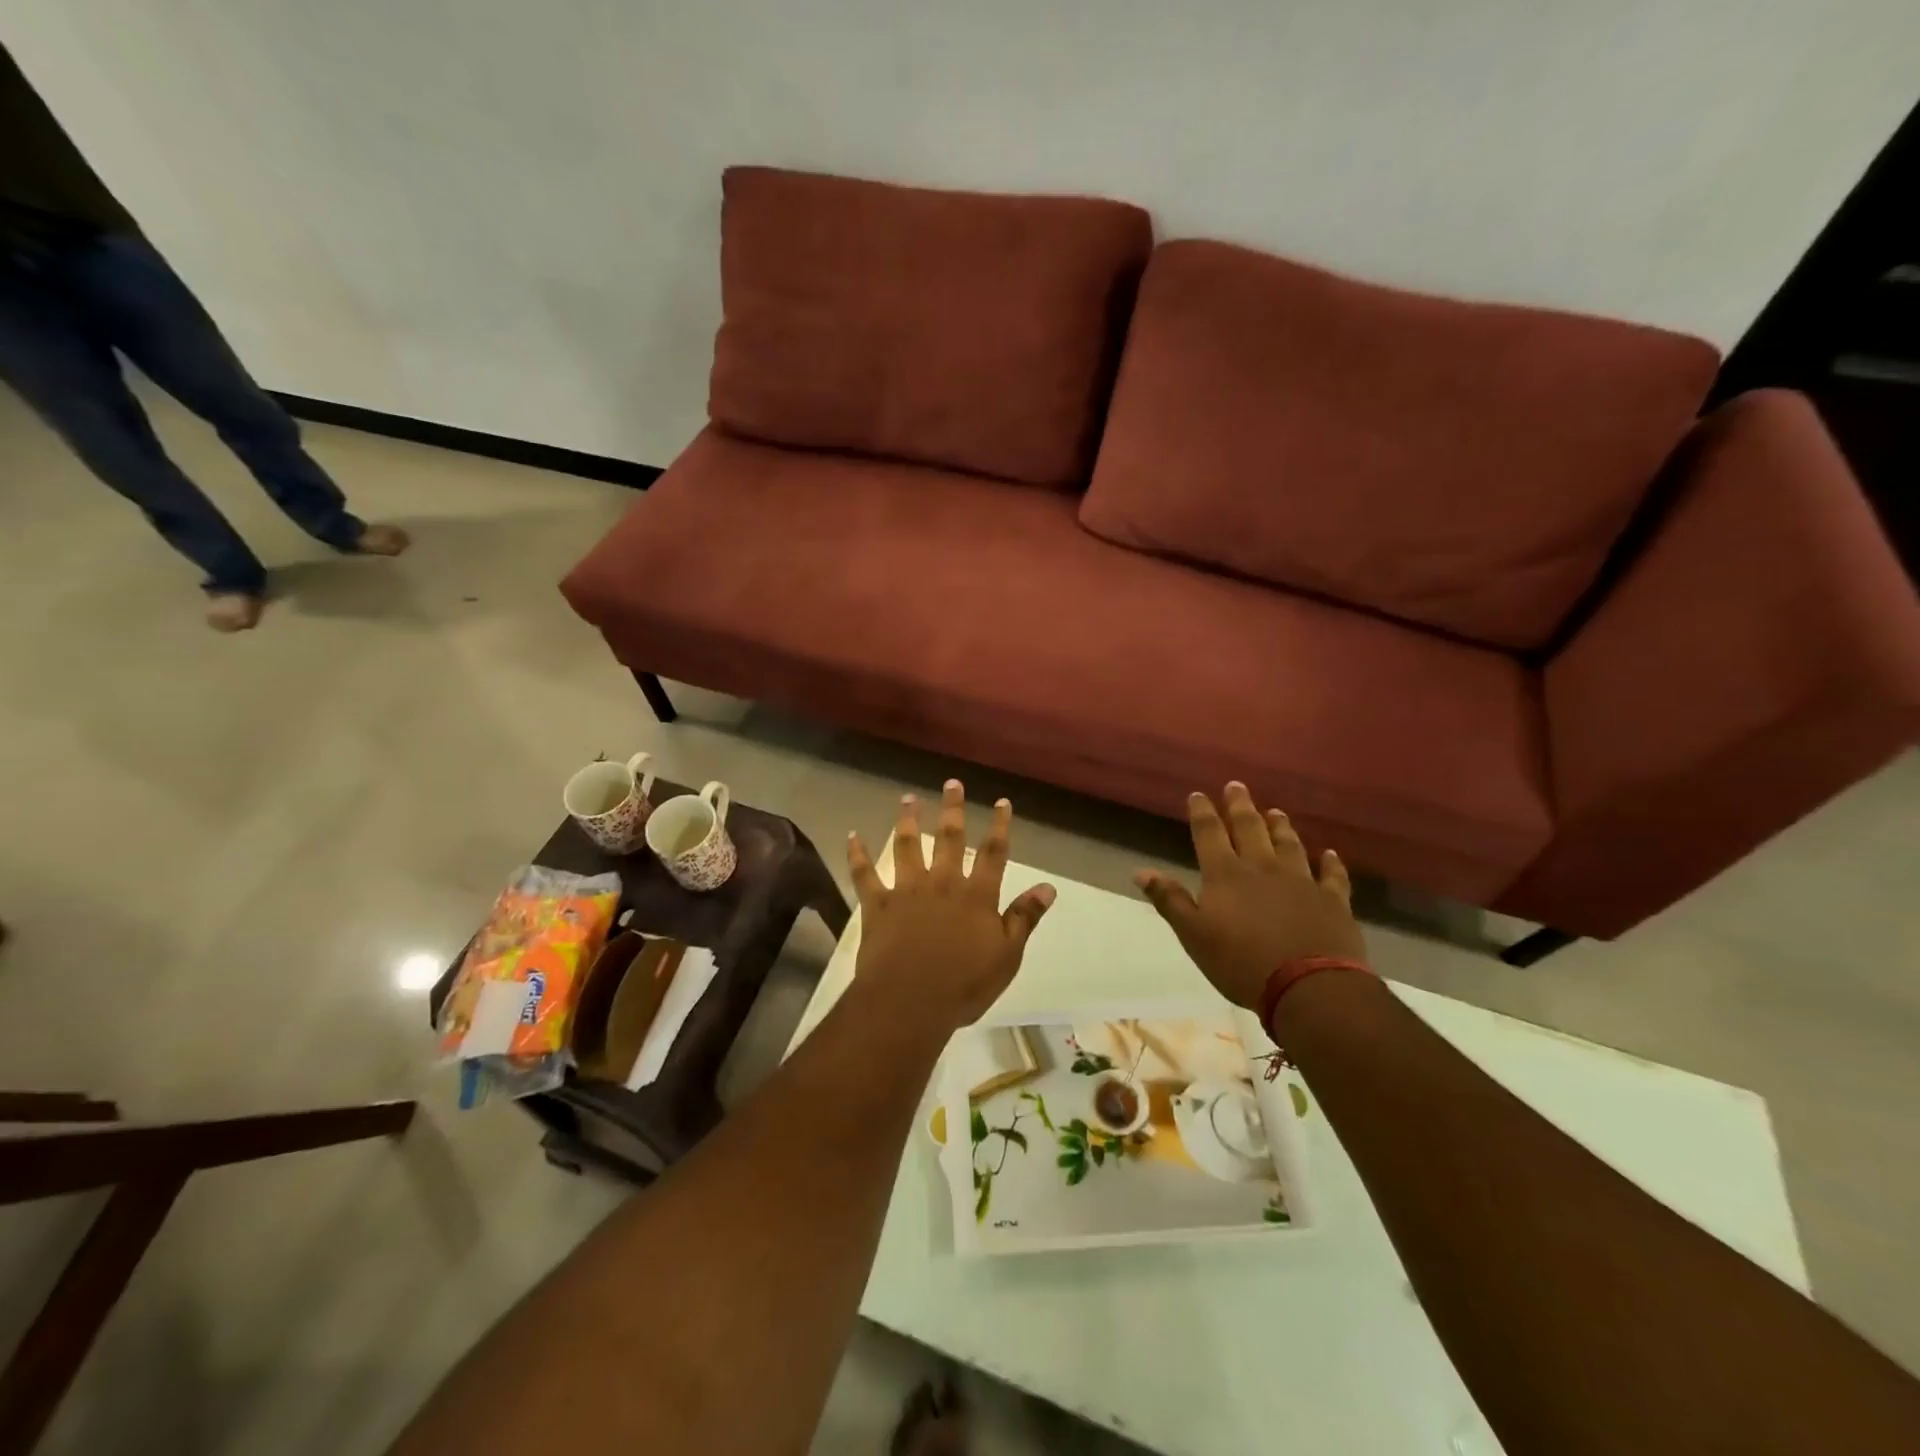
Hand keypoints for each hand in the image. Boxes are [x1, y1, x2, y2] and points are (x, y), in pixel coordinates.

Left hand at [847, 780, 1056, 1031]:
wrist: (909, 1001)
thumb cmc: (964, 984)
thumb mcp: (1007, 955)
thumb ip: (1024, 917)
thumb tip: (1048, 886)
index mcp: (976, 895)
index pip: (993, 853)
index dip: (999, 826)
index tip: (1001, 801)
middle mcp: (942, 882)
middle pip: (949, 838)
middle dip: (952, 809)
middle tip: (952, 783)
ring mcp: (907, 890)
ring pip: (907, 845)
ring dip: (908, 820)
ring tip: (908, 798)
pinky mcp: (877, 904)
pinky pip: (865, 873)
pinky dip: (858, 854)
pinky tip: (853, 835)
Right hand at [1134, 783, 1365, 1009]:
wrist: (1309, 988)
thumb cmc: (1241, 962)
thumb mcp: (1194, 935)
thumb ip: (1170, 900)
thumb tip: (1141, 871)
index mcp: (1225, 874)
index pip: (1209, 834)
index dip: (1202, 812)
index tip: (1198, 794)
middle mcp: (1262, 868)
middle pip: (1250, 828)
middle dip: (1240, 806)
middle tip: (1236, 785)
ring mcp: (1301, 881)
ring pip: (1289, 845)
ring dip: (1281, 827)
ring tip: (1276, 811)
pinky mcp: (1332, 901)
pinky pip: (1332, 876)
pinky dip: (1331, 864)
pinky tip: (1330, 855)